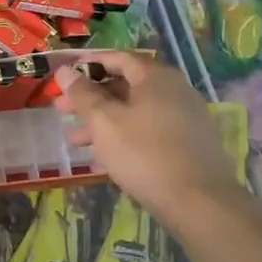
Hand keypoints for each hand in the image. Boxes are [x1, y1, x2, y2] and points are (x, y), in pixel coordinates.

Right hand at [58, 52, 259, 240]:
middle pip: (126, 85)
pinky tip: (103, 159)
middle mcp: (175, 91)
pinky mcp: (189, 145)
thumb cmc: (144, 153)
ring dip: (103, 122)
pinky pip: (149, 132)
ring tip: (75, 140)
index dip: (89, 64)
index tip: (65, 76)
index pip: (118, 58)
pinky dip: (124, 137)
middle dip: (91, 98)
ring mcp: (185, 118)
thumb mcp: (104, 122)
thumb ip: (82, 94)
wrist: (199, 203)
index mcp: (156, 77)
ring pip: (135, 112)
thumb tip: (64, 71)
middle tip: (62, 110)